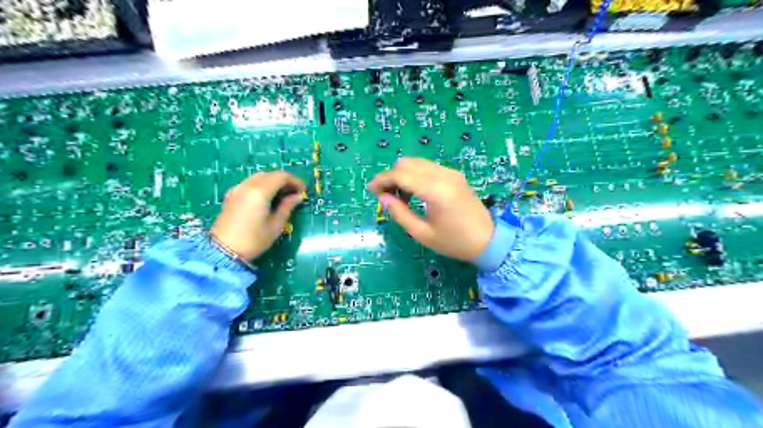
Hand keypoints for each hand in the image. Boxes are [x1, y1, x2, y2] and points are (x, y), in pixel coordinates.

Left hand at [208, 170, 305, 257]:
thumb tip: (297, 197)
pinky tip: (266, 199)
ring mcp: (237, 189)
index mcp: (260, 192)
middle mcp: (247, 186)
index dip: (295, 181)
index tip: (303, 191)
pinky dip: (261, 186)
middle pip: (269, 174)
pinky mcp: (231, 195)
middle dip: (284, 181)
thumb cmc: (253, 240)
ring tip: (282, 196)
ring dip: (272, 182)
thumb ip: (287, 207)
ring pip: (258, 177)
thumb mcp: (275, 226)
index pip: (281, 176)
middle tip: (294, 193)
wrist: (223, 252)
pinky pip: (249, 183)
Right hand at [367, 158, 495, 261]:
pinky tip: (415, 193)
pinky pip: (428, 167)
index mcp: (436, 191)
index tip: (370, 190)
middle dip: (391, 176)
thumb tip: (383, 197)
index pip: (401, 174)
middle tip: (385, 196)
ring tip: (399, 197)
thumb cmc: (454, 242)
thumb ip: (400, 213)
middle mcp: (443, 175)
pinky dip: (415, 175)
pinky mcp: (455, 175)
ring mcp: (451, 173)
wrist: (488, 241)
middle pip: (407, 163)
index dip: (382, 180)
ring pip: (417, 163)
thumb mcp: (422, 233)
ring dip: (403, 175)